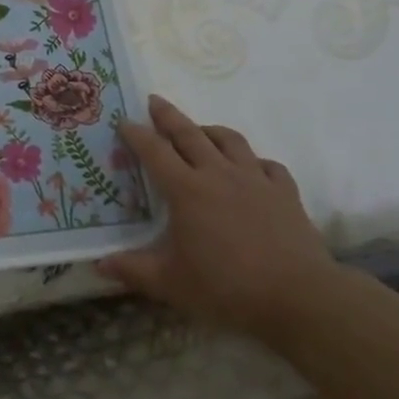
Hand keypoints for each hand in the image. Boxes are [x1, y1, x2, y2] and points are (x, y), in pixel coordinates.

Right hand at [99, 95, 338, 340]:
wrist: (299, 298)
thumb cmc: (227, 288)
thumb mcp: (171, 283)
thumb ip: (133, 270)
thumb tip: (98, 265)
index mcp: (186, 190)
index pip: (154, 151)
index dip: (136, 134)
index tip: (123, 121)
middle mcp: (218, 174)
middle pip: (190, 133)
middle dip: (169, 115)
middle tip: (154, 101)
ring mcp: (256, 180)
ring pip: (230, 140)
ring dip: (210, 130)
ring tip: (201, 130)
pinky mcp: (285, 193)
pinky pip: (268, 165)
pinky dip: (254, 161)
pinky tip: (251, 168)